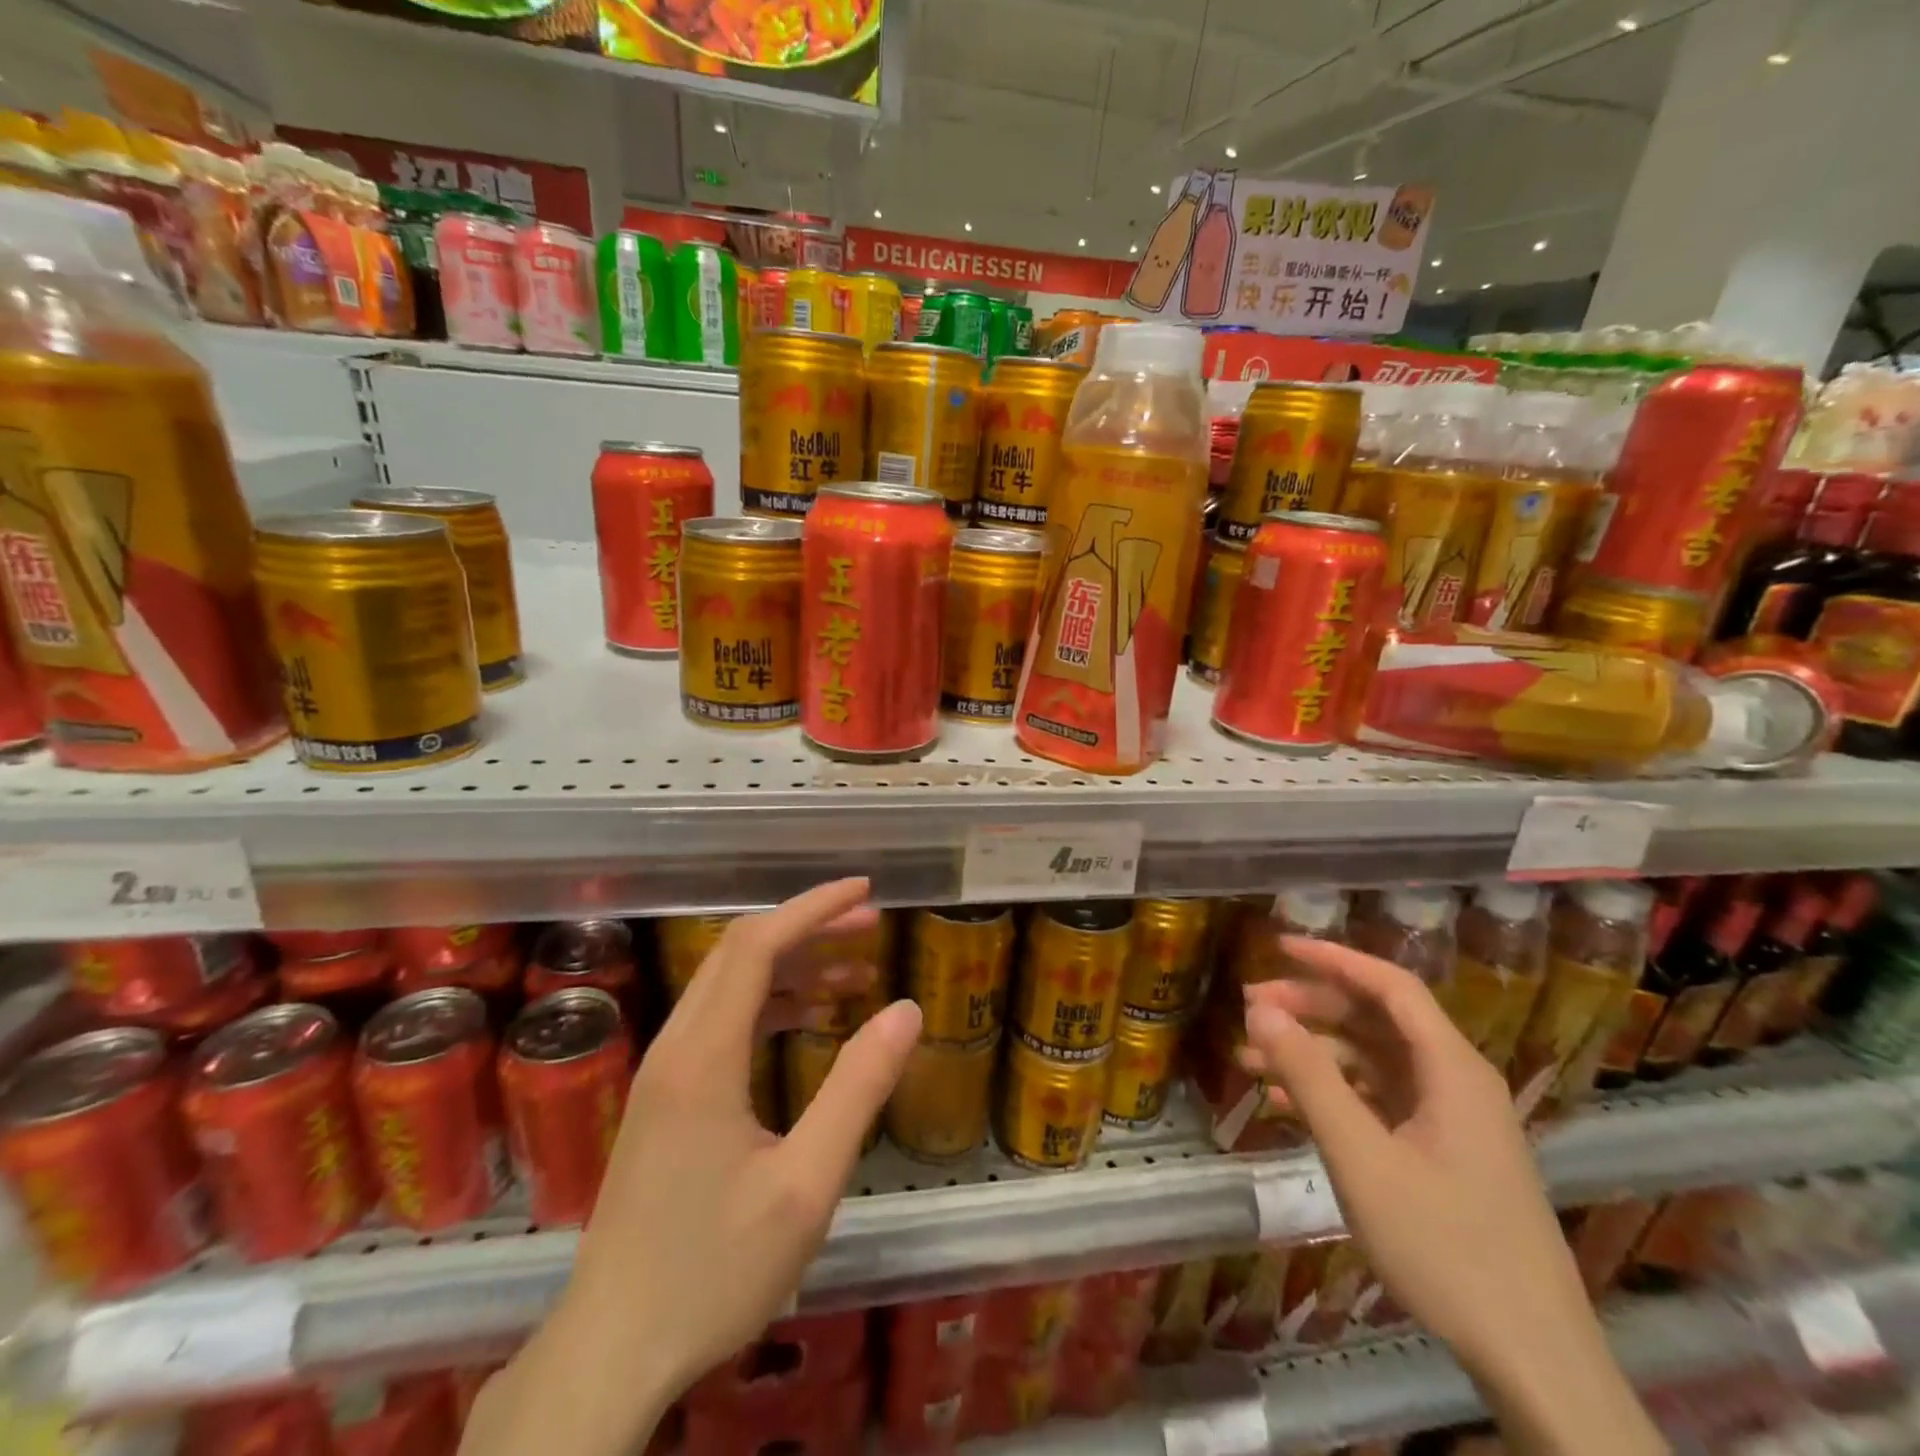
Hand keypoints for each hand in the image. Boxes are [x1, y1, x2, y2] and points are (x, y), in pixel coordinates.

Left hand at [462, 879, 921, 1455]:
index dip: (812, 908)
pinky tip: (810, 1023)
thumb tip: (906, 1010)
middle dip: (807, 927)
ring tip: (854, 973)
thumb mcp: (805, 1184)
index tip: (864, 891)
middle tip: (869, 925)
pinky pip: (720, 1022)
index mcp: (704, 1056)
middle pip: (739, 953)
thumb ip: (858, 1089)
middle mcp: (676, 1047)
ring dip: (790, 965)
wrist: (610, 1352)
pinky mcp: (664, 1099)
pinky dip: (769, 1005)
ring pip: (728, 986)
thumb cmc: (712, 1271)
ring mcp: (663, 1073)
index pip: (756, 946)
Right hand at [1240, 935, 1665, 1455]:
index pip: (1390, 985)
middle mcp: (1454, 1081)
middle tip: (1250, 1008)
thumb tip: (1259, 1009)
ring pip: (1370, 1062)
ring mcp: (1448, 1120)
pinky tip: (1282, 1105)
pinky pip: (1376, 1102)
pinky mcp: (1440, 1154)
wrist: (1532, 1359)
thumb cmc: (1446, 1247)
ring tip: (1249, 1060)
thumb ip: (1309, 1076)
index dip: (1333, 958)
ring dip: (1311, 1055)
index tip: (1277, 946)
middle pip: (1375, 1019)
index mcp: (1451, 1068)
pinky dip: (1330, 1095)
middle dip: (1310, 1007)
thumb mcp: (1362, 1156)